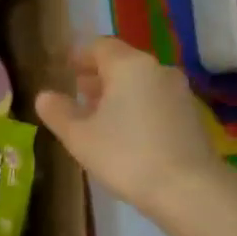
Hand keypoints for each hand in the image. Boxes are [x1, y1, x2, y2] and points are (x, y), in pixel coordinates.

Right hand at [35, 37, 222, 212]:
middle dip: (97, 76)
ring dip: (117, 93)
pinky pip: (156, 100)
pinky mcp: (191, 115)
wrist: (188, 189)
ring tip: (97, 117)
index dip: (79, 56)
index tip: (64, 69)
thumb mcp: (79, 137)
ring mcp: (179, 92)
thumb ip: (58, 113)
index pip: (99, 46)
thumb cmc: (126, 156)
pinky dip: (137, 107)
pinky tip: (125, 133)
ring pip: (140, 83)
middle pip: (122, 63)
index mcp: (129, 66)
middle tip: (76, 94)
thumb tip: (44, 96)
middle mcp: (157, 70)